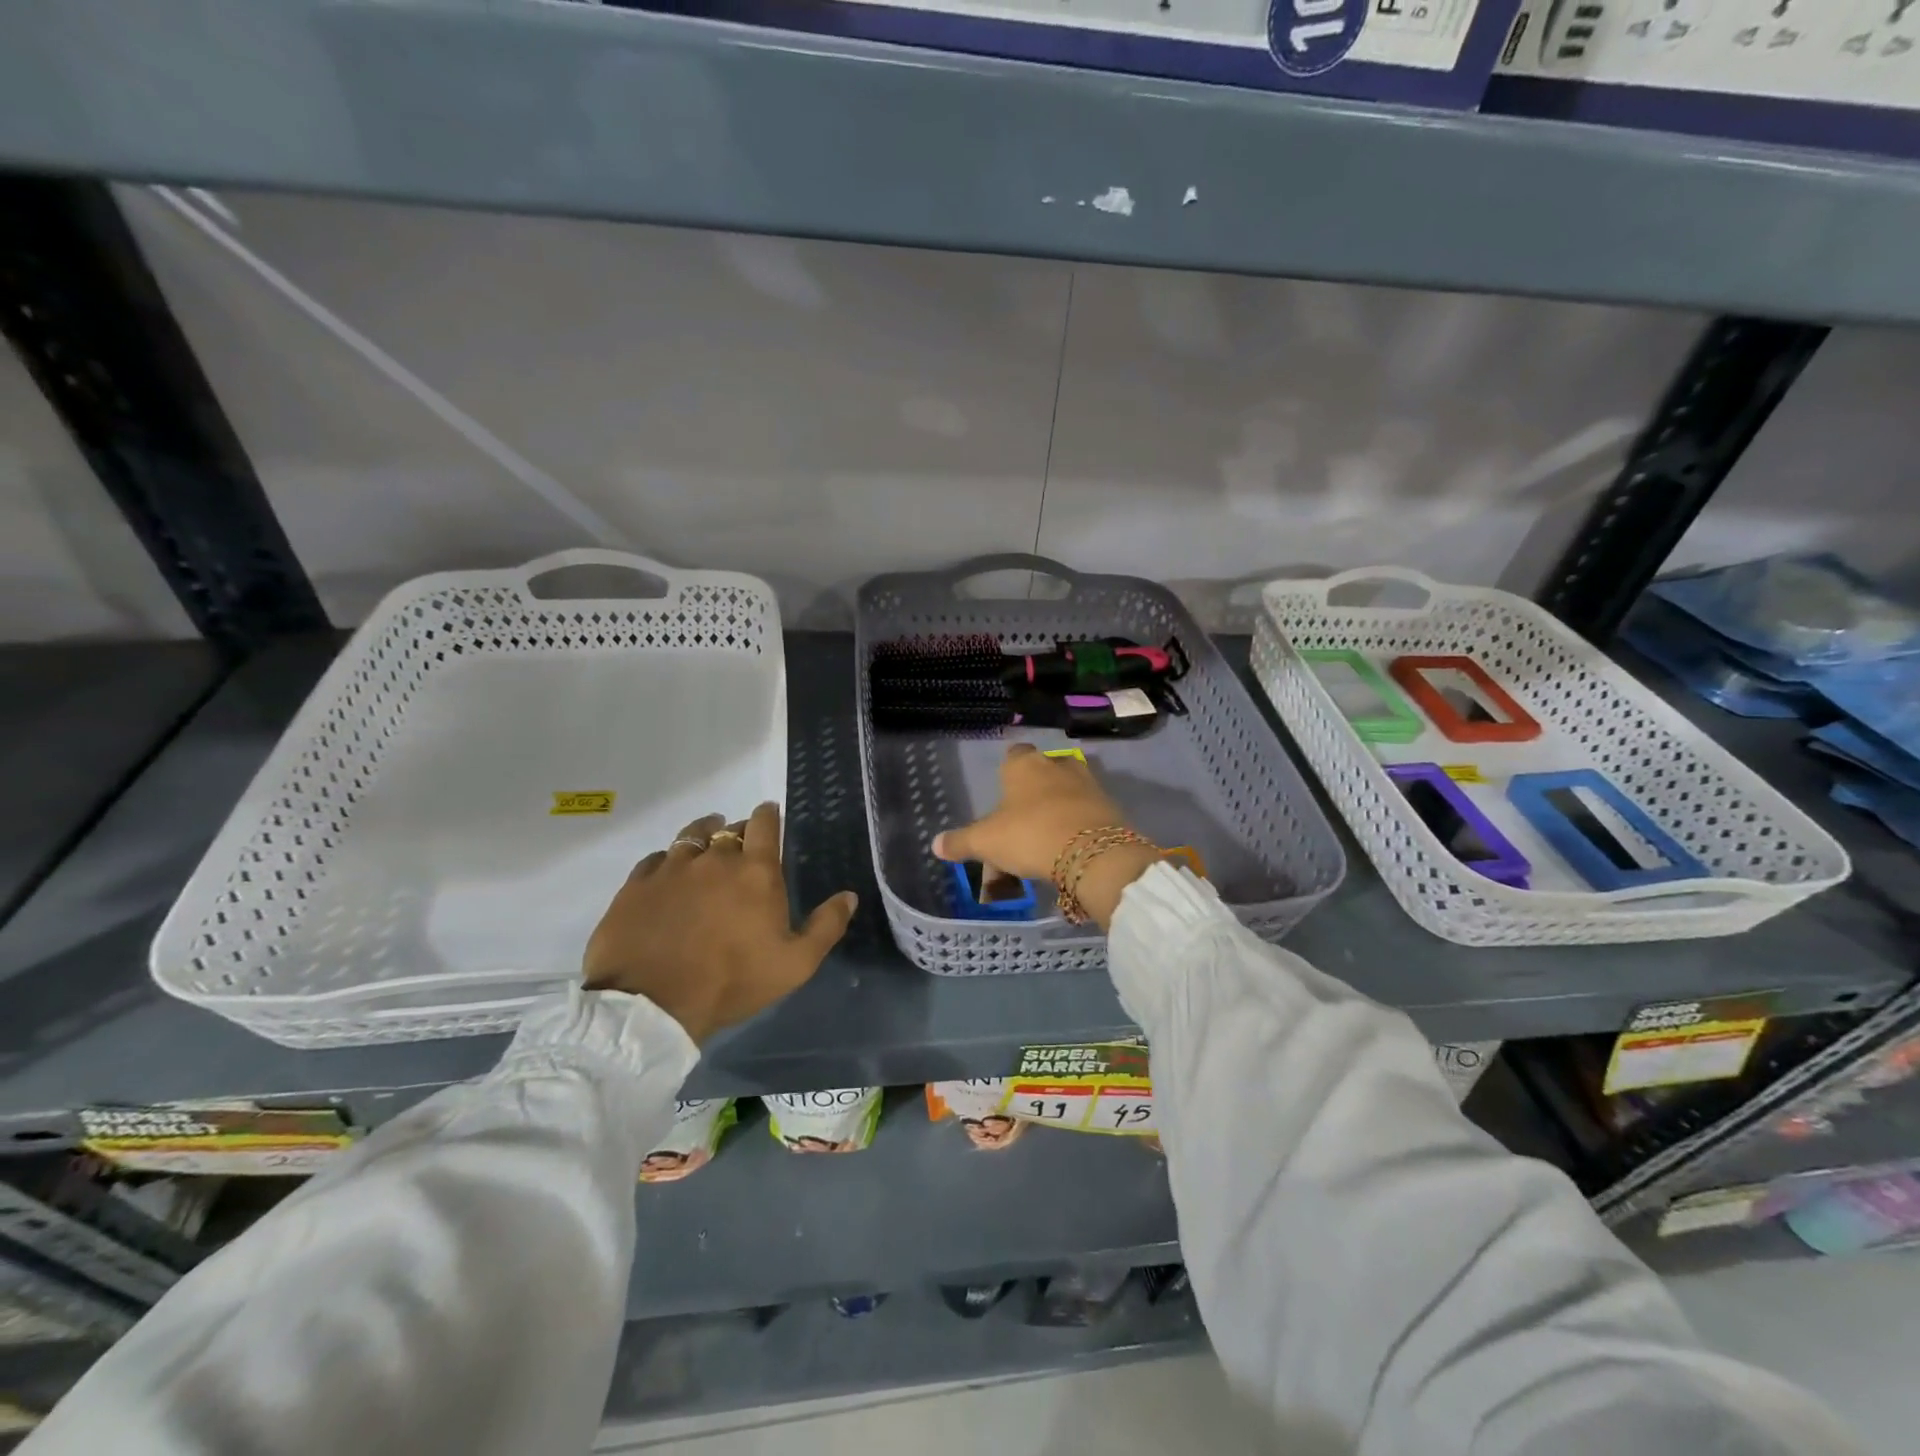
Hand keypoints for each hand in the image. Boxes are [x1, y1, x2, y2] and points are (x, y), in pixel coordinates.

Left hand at [583, 804, 857, 1043]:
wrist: (652, 1006)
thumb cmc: (733, 982)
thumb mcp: (795, 964)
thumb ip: (826, 926)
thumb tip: (849, 895)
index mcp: (755, 871)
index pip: (764, 823)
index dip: (768, 815)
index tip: (770, 815)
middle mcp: (714, 858)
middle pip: (728, 829)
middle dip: (738, 832)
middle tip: (741, 848)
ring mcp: (671, 868)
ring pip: (690, 836)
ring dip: (702, 836)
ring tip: (704, 845)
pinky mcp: (636, 885)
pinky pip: (655, 859)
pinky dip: (666, 863)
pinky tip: (667, 876)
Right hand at [931, 745, 1159, 929]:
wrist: (1092, 853)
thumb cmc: (1029, 835)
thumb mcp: (986, 842)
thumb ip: (960, 842)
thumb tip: (935, 845)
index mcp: (1024, 764)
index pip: (1014, 754)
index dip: (1008, 772)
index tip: (1003, 794)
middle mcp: (1057, 764)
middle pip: (1041, 772)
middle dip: (1033, 792)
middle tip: (1021, 823)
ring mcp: (1088, 783)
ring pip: (1066, 790)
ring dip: (1057, 807)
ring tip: (1046, 837)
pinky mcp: (1109, 805)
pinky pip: (1086, 810)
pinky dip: (1077, 823)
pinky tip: (1069, 846)